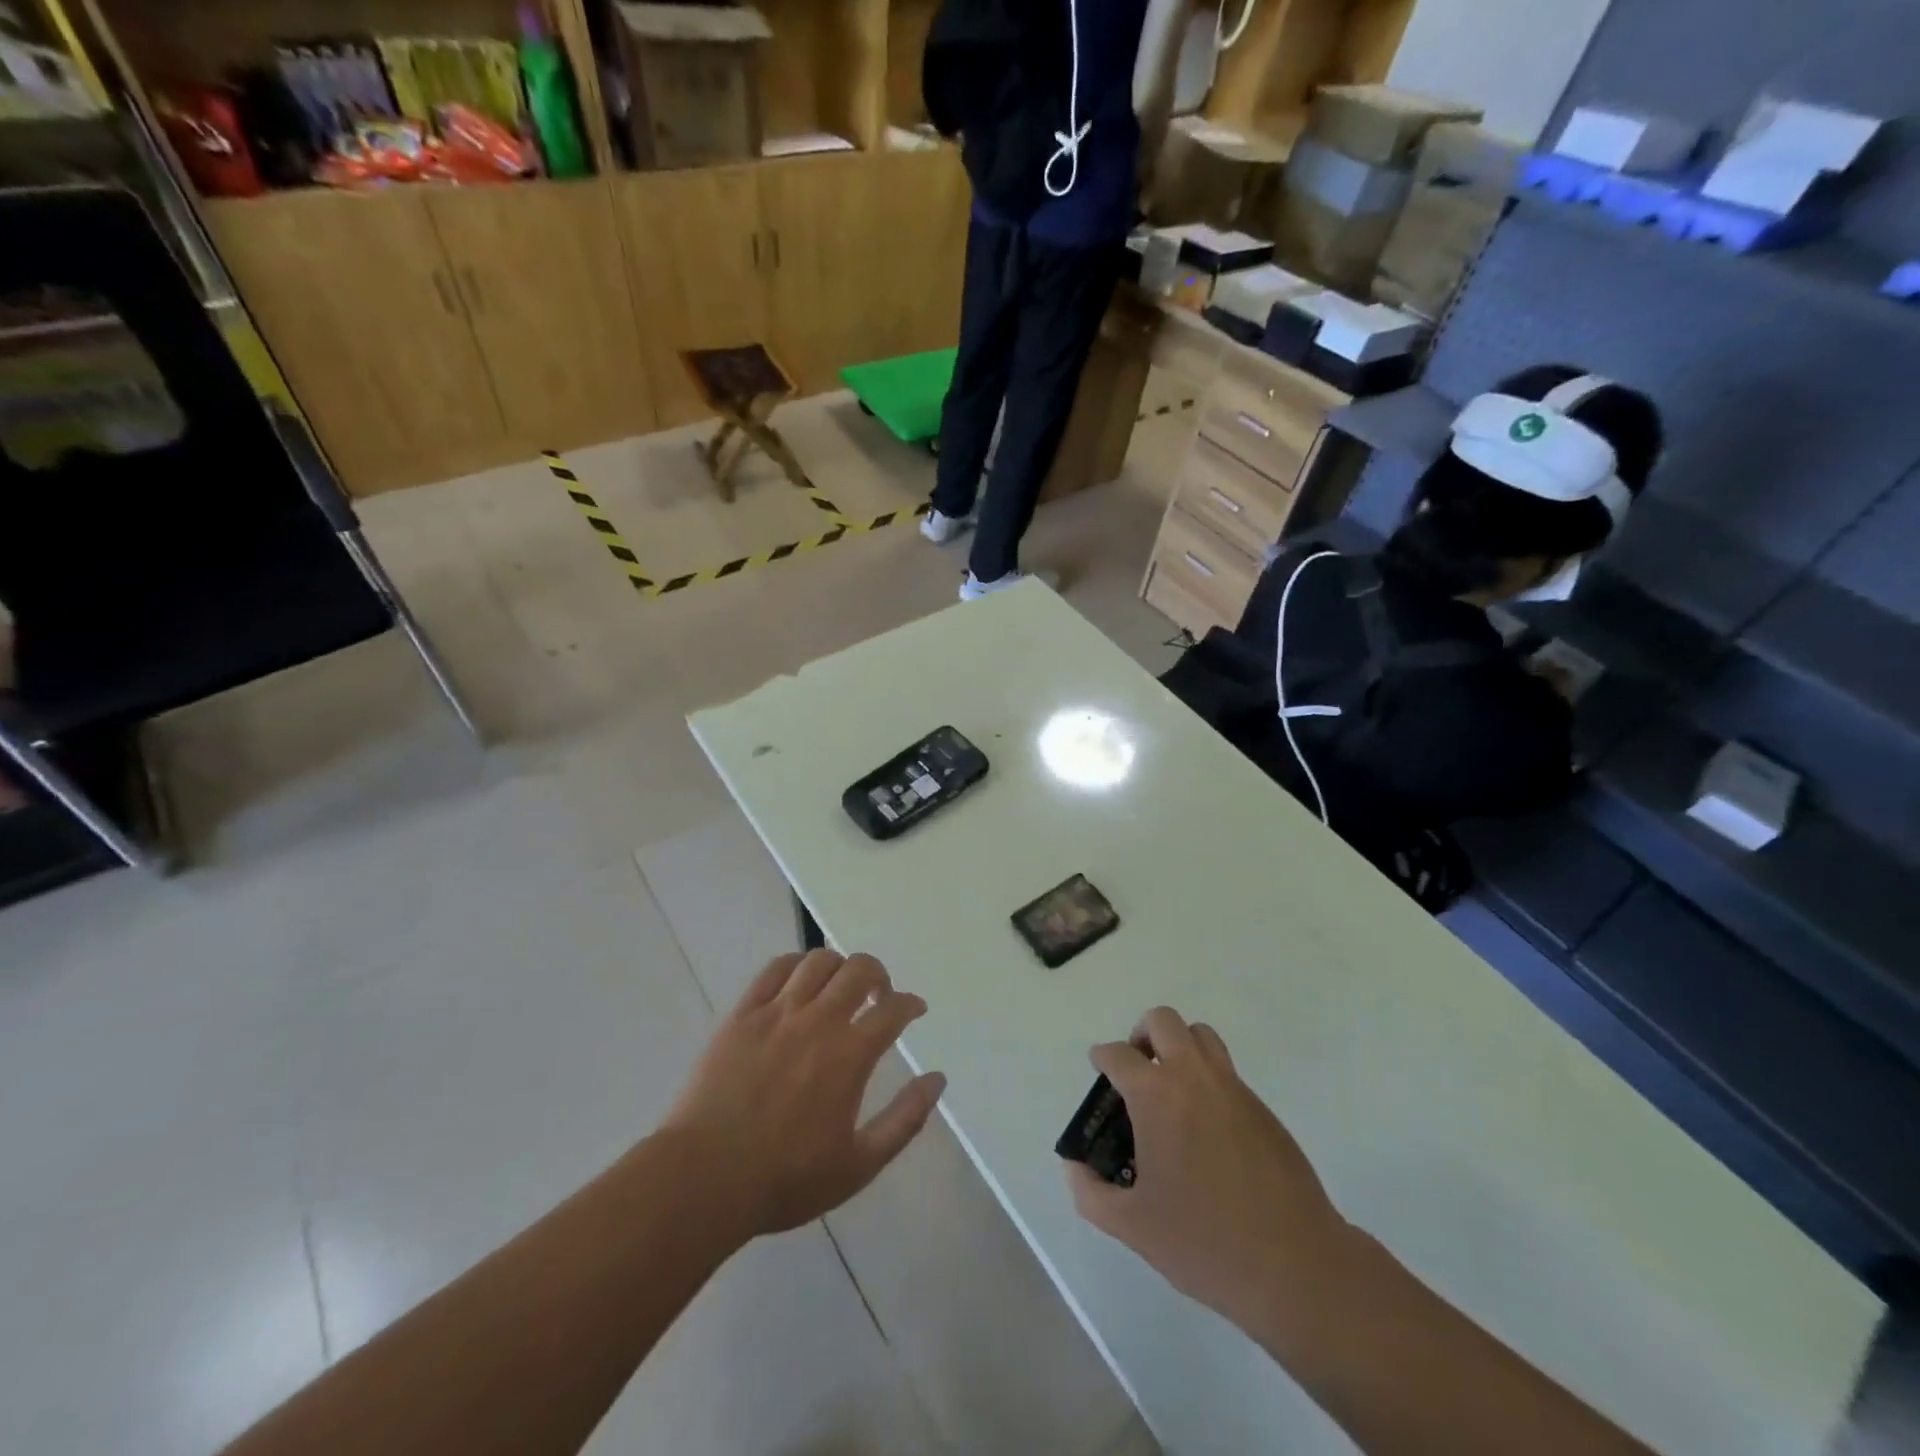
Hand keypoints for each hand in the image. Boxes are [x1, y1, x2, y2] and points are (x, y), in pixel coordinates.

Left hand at [664, 949, 945, 1238]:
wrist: (704, 1179)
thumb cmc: (785, 1179)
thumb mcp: (859, 1165)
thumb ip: (905, 1120)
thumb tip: (937, 1079)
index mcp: (849, 1055)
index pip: (893, 1009)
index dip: (910, 1004)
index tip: (914, 1010)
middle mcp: (818, 1021)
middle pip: (859, 969)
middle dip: (878, 975)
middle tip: (878, 996)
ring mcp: (777, 1012)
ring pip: (818, 961)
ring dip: (839, 966)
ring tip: (839, 987)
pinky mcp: (742, 1014)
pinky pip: (774, 969)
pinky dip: (796, 965)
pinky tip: (799, 981)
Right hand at [1063, 1008, 1352, 1336]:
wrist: (1295, 1265)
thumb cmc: (1204, 1242)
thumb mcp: (1132, 1227)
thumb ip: (1090, 1192)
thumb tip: (1074, 1167)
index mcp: (1156, 1096)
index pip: (1118, 1054)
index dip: (1102, 1059)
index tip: (1100, 1074)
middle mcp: (1193, 1077)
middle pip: (1162, 1021)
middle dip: (1141, 1035)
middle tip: (1136, 1072)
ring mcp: (1233, 1088)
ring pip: (1201, 1035)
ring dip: (1178, 1046)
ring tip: (1170, 1088)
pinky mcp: (1262, 1109)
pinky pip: (1226, 1070)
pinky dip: (1207, 1078)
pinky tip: (1205, 1127)